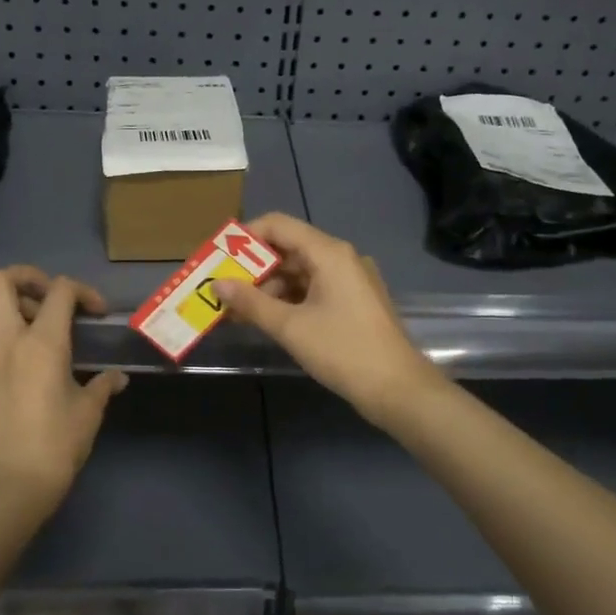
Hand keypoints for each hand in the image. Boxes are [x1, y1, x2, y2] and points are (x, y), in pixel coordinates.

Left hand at [0, 267, 128, 514]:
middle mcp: (5, 340)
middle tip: (47, 299)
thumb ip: (103, 386)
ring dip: (1, 302)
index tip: (95, 312)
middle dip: (27, 278)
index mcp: (43, 343)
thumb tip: (117, 378)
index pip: (60, 291)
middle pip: (1, 280)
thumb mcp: (89, 412)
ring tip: (23, 323)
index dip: (83, 291)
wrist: (9, 488)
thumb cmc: (56, 447)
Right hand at [214, 213, 443, 426]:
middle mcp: (341, 258)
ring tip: (237, 310)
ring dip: (268, 288)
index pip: (278, 225)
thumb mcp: (291, 327)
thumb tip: (217, 284)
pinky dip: (288, 300)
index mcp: (329, 252)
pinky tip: (265, 319)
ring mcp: (350, 280)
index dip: (245, 237)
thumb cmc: (343, 351)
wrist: (398, 389)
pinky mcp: (353, 301)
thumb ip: (251, 303)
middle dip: (253, 268)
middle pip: (288, 248)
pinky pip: (313, 289)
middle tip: (223, 288)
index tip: (220, 258)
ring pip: (299, 272)